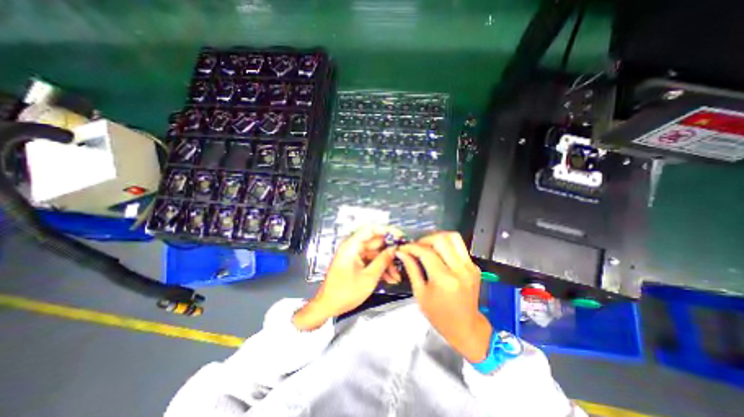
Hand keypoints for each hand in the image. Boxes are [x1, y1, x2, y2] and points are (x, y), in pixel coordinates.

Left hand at [294, 227, 403, 330]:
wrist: (328, 306)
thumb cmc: (345, 293)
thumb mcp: (369, 277)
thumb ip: (383, 260)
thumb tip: (395, 249)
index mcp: (352, 246)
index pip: (371, 229)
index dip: (387, 230)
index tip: (400, 236)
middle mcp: (353, 247)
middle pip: (375, 242)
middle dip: (390, 251)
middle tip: (403, 258)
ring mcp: (354, 255)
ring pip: (375, 253)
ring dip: (386, 263)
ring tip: (396, 276)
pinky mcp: (355, 262)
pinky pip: (371, 260)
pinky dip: (380, 267)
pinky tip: (390, 278)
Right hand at [396, 231, 491, 360]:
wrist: (466, 327)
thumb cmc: (439, 315)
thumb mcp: (420, 294)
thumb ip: (411, 269)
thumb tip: (402, 253)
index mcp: (444, 280)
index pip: (426, 252)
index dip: (412, 247)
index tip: (404, 248)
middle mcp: (460, 270)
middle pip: (441, 239)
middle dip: (425, 239)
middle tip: (416, 247)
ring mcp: (470, 267)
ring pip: (453, 237)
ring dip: (437, 238)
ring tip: (427, 247)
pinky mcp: (474, 266)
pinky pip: (459, 247)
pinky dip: (446, 246)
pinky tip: (438, 255)